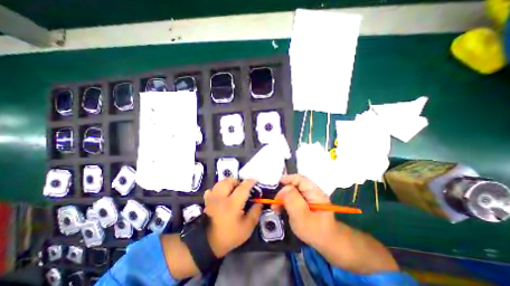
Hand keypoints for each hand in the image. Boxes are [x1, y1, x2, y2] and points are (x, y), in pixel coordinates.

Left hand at [202, 179, 259, 256]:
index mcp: (232, 204)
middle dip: (238, 182)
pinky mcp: (206, 201)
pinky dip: (218, 189)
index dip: (250, 182)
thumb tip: (259, 203)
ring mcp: (212, 198)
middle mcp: (221, 197)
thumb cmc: (229, 236)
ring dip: (228, 183)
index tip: (255, 180)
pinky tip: (222, 195)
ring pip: (221, 182)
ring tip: (233, 190)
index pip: (243, 188)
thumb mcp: (247, 228)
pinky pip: (212, 189)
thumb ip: (255, 213)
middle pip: (229, 181)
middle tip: (242, 188)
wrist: (208, 244)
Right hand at [273, 173, 337, 248]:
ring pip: (293, 192)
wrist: (328, 243)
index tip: (277, 184)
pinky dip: (286, 202)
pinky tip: (281, 209)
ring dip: (283, 198)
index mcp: (314, 193)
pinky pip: (294, 198)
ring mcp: (309, 198)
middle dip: (283, 192)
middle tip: (275, 204)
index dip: (288, 179)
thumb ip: (293, 201)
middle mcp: (312, 192)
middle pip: (295, 185)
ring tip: (276, 208)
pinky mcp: (306, 203)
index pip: (300, 179)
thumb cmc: (315, 231)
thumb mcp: (302, 217)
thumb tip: (285, 188)